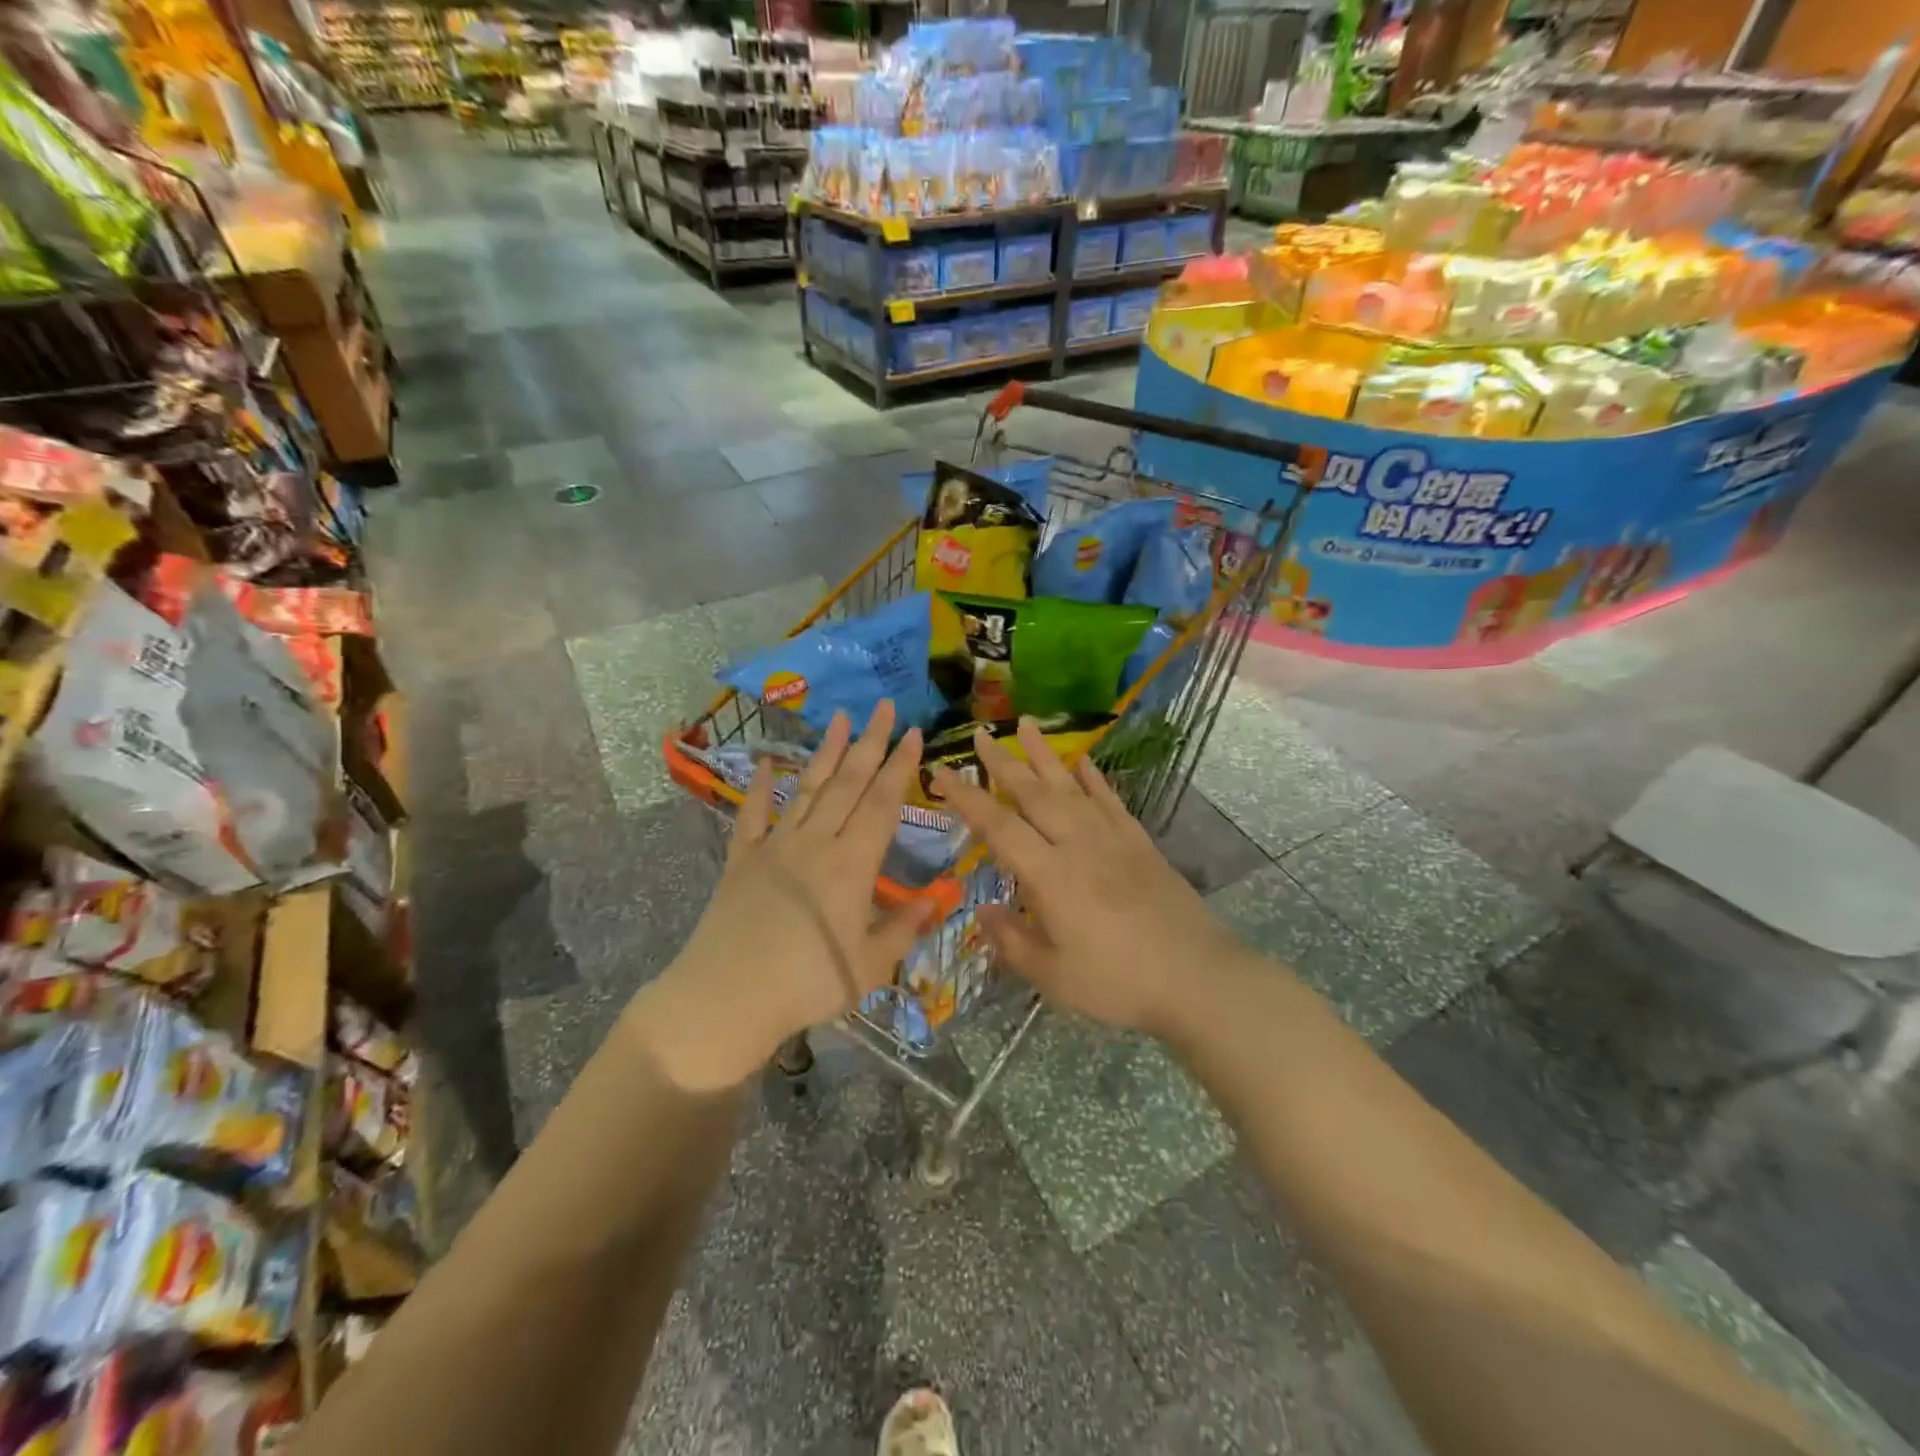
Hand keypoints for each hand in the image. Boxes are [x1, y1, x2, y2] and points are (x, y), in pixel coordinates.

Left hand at [632, 702, 929, 1090]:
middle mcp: (816, 841)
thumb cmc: (808, 984)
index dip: (901, 766)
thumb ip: (904, 928)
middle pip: (848, 782)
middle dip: (871, 742)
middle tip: (885, 707)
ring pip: (807, 788)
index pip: (883, 802)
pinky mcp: (742, 859)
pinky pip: (752, 815)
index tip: (914, 733)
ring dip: (827, 752)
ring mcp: (775, 846)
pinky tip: (762, 763)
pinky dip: (758, 788)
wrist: (727, 996)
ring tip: (842, 718)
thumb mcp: (870, 965)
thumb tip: (936, 901)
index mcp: (853, 863)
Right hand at [931, 717, 1240, 1035]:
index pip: (998, 826)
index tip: (941, 772)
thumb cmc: (1117, 982)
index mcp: (1050, 875)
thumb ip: (1012, 941)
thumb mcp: (1053, 977)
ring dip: (1044, 755)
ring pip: (1070, 786)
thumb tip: (982, 912)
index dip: (966, 798)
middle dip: (1002, 762)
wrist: (1196, 977)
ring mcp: (1112, 838)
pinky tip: (1082, 761)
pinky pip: (1109, 799)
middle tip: (981, 733)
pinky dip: (1093, 777)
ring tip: (1026, 725)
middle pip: (1033, 793)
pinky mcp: (1139, 842)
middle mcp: (1077, 844)